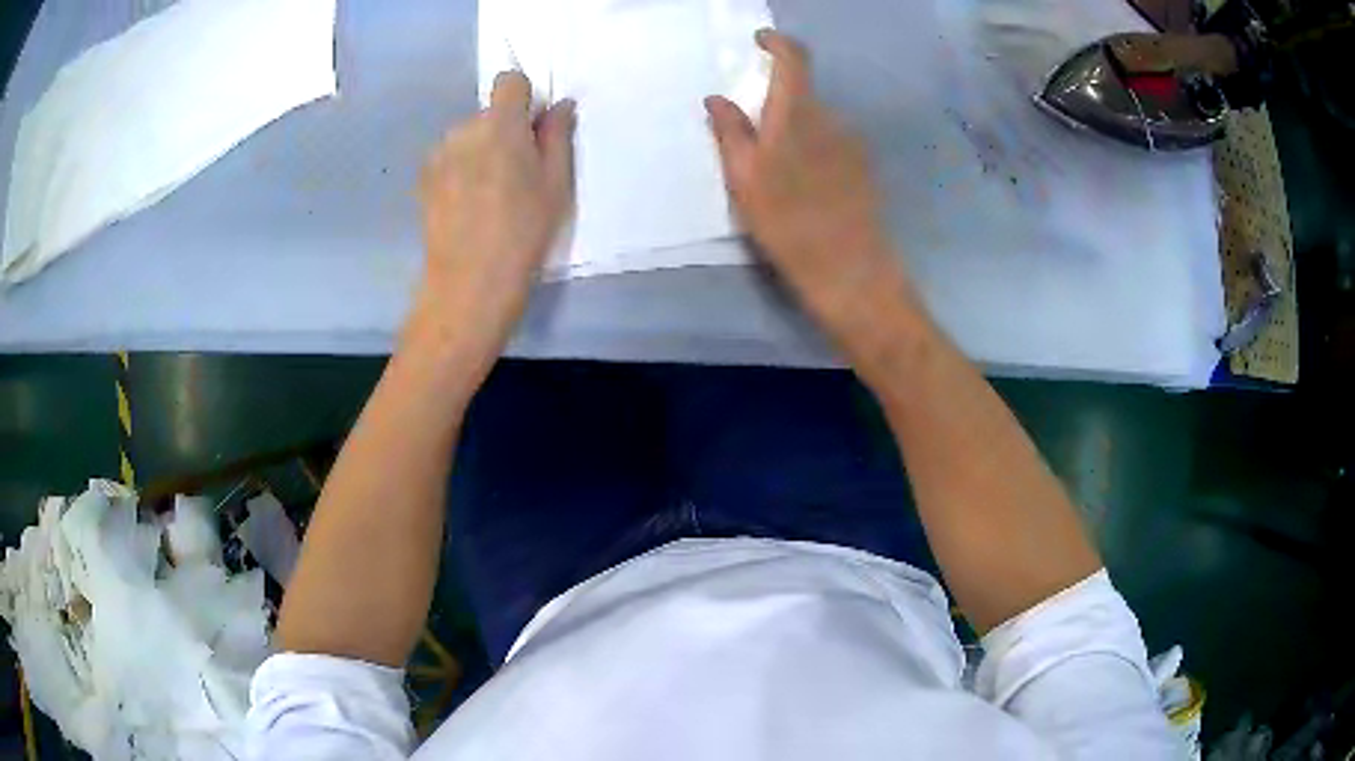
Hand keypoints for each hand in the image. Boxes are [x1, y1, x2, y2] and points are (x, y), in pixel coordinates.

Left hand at [409, 72, 574, 372]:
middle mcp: (463, 130)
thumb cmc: (523, 233)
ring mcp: (439, 154)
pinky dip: (462, 169)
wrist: (469, 282)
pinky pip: (451, 158)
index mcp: (500, 126)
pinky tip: (469, 205)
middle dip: (505, 131)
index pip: (509, 82)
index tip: (533, 128)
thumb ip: (557, 136)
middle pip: (489, 113)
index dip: (524, 98)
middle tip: (518, 174)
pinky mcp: (424, 178)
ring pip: (468, 136)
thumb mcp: (556, 184)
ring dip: (482, 151)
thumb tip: (559, 106)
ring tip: (490, 195)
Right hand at [705, 31, 919, 365]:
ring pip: (816, 120)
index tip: (759, 41)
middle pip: (802, 93)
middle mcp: (830, 118)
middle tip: (751, 136)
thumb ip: (729, 131)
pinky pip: (831, 142)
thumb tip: (716, 98)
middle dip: (776, 101)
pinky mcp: (863, 166)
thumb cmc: (787, 223)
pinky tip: (803, 186)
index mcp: (796, 113)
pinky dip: (812, 149)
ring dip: (794, 129)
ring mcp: (852, 142)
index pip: (794, 58)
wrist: (848, 270)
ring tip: (777, 172)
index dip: (777, 42)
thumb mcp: (743, 178)